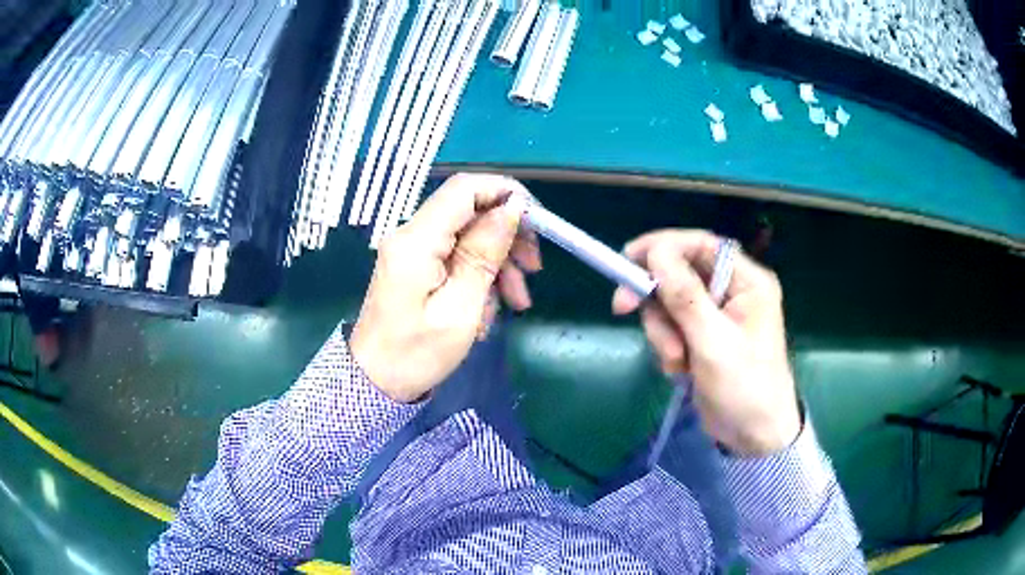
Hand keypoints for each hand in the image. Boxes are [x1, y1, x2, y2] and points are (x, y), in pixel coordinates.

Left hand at [350, 174, 541, 402]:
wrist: (376, 382)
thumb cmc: (417, 353)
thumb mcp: (461, 308)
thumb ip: (484, 254)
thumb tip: (512, 209)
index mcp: (417, 240)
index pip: (464, 188)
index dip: (505, 192)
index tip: (536, 222)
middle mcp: (412, 234)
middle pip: (470, 210)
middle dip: (508, 233)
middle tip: (534, 269)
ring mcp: (413, 250)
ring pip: (469, 234)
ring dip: (500, 260)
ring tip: (518, 300)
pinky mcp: (417, 265)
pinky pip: (457, 255)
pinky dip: (481, 275)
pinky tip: (492, 306)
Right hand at [612, 230, 799, 455]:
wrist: (753, 436)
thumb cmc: (744, 387)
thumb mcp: (713, 342)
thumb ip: (685, 296)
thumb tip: (656, 252)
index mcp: (746, 281)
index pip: (701, 244)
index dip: (663, 246)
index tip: (628, 259)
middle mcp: (731, 291)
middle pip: (679, 274)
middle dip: (658, 300)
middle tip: (622, 309)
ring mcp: (716, 315)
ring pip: (669, 304)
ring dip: (663, 332)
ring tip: (678, 362)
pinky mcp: (702, 337)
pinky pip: (671, 327)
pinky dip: (668, 347)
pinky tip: (681, 370)